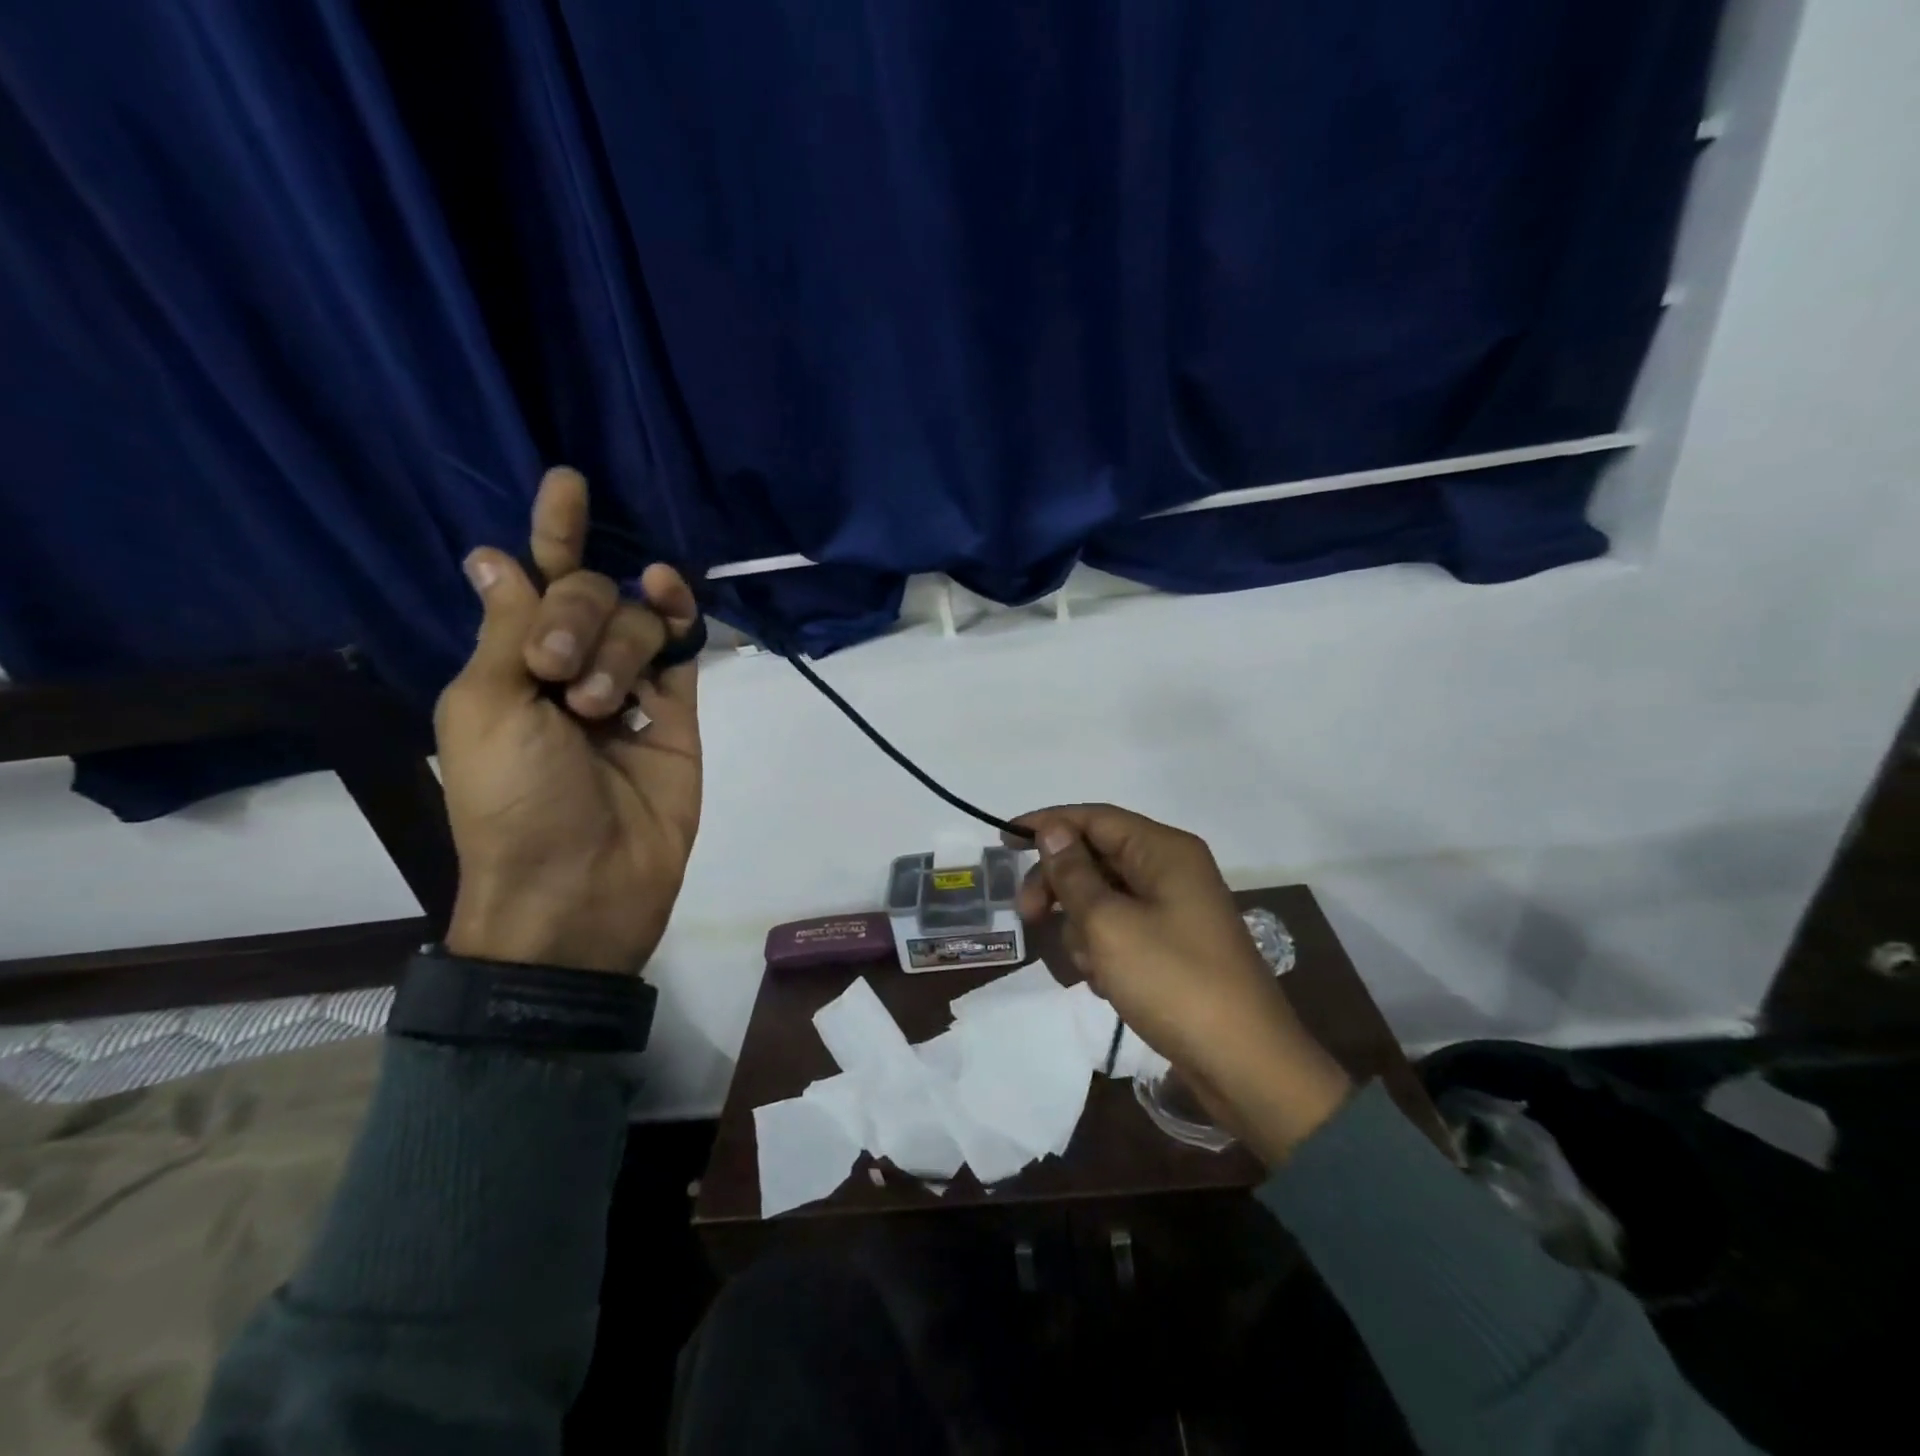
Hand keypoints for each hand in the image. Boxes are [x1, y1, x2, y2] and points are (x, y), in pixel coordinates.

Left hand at [434, 467, 701, 974]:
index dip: (549, 534)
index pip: (532, 581)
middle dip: (575, 614)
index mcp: (511, 667)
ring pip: (636, 619)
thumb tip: (490, 555)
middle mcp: (571, 667)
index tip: (566, 483)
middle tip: (558, 674)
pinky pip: (682, 648)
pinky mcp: (679, 712)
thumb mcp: (488, 709)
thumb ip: (508, 630)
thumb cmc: (515, 801)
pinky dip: (678, 615)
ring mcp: (631, 689)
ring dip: (616, 642)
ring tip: (602, 706)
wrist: (584, 886)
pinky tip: (668, 593)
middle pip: (588, 594)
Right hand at [1010, 805, 1351, 1163]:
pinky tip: (1105, 983)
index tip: (1004, 843)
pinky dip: (1104, 950)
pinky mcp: (1174, 947)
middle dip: (1059, 885)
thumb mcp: (1108, 923)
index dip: (1047, 824)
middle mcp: (1172, 870)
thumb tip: (1053, 830)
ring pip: (1105, 898)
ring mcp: (1176, 910)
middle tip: (1026, 916)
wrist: (1243, 1063)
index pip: (1095, 818)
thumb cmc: (1172, 981)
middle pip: (1097, 857)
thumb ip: (1074, 873)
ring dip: (1082, 927)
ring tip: (1089, 967)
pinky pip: (1122, 930)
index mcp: (1164, 851)